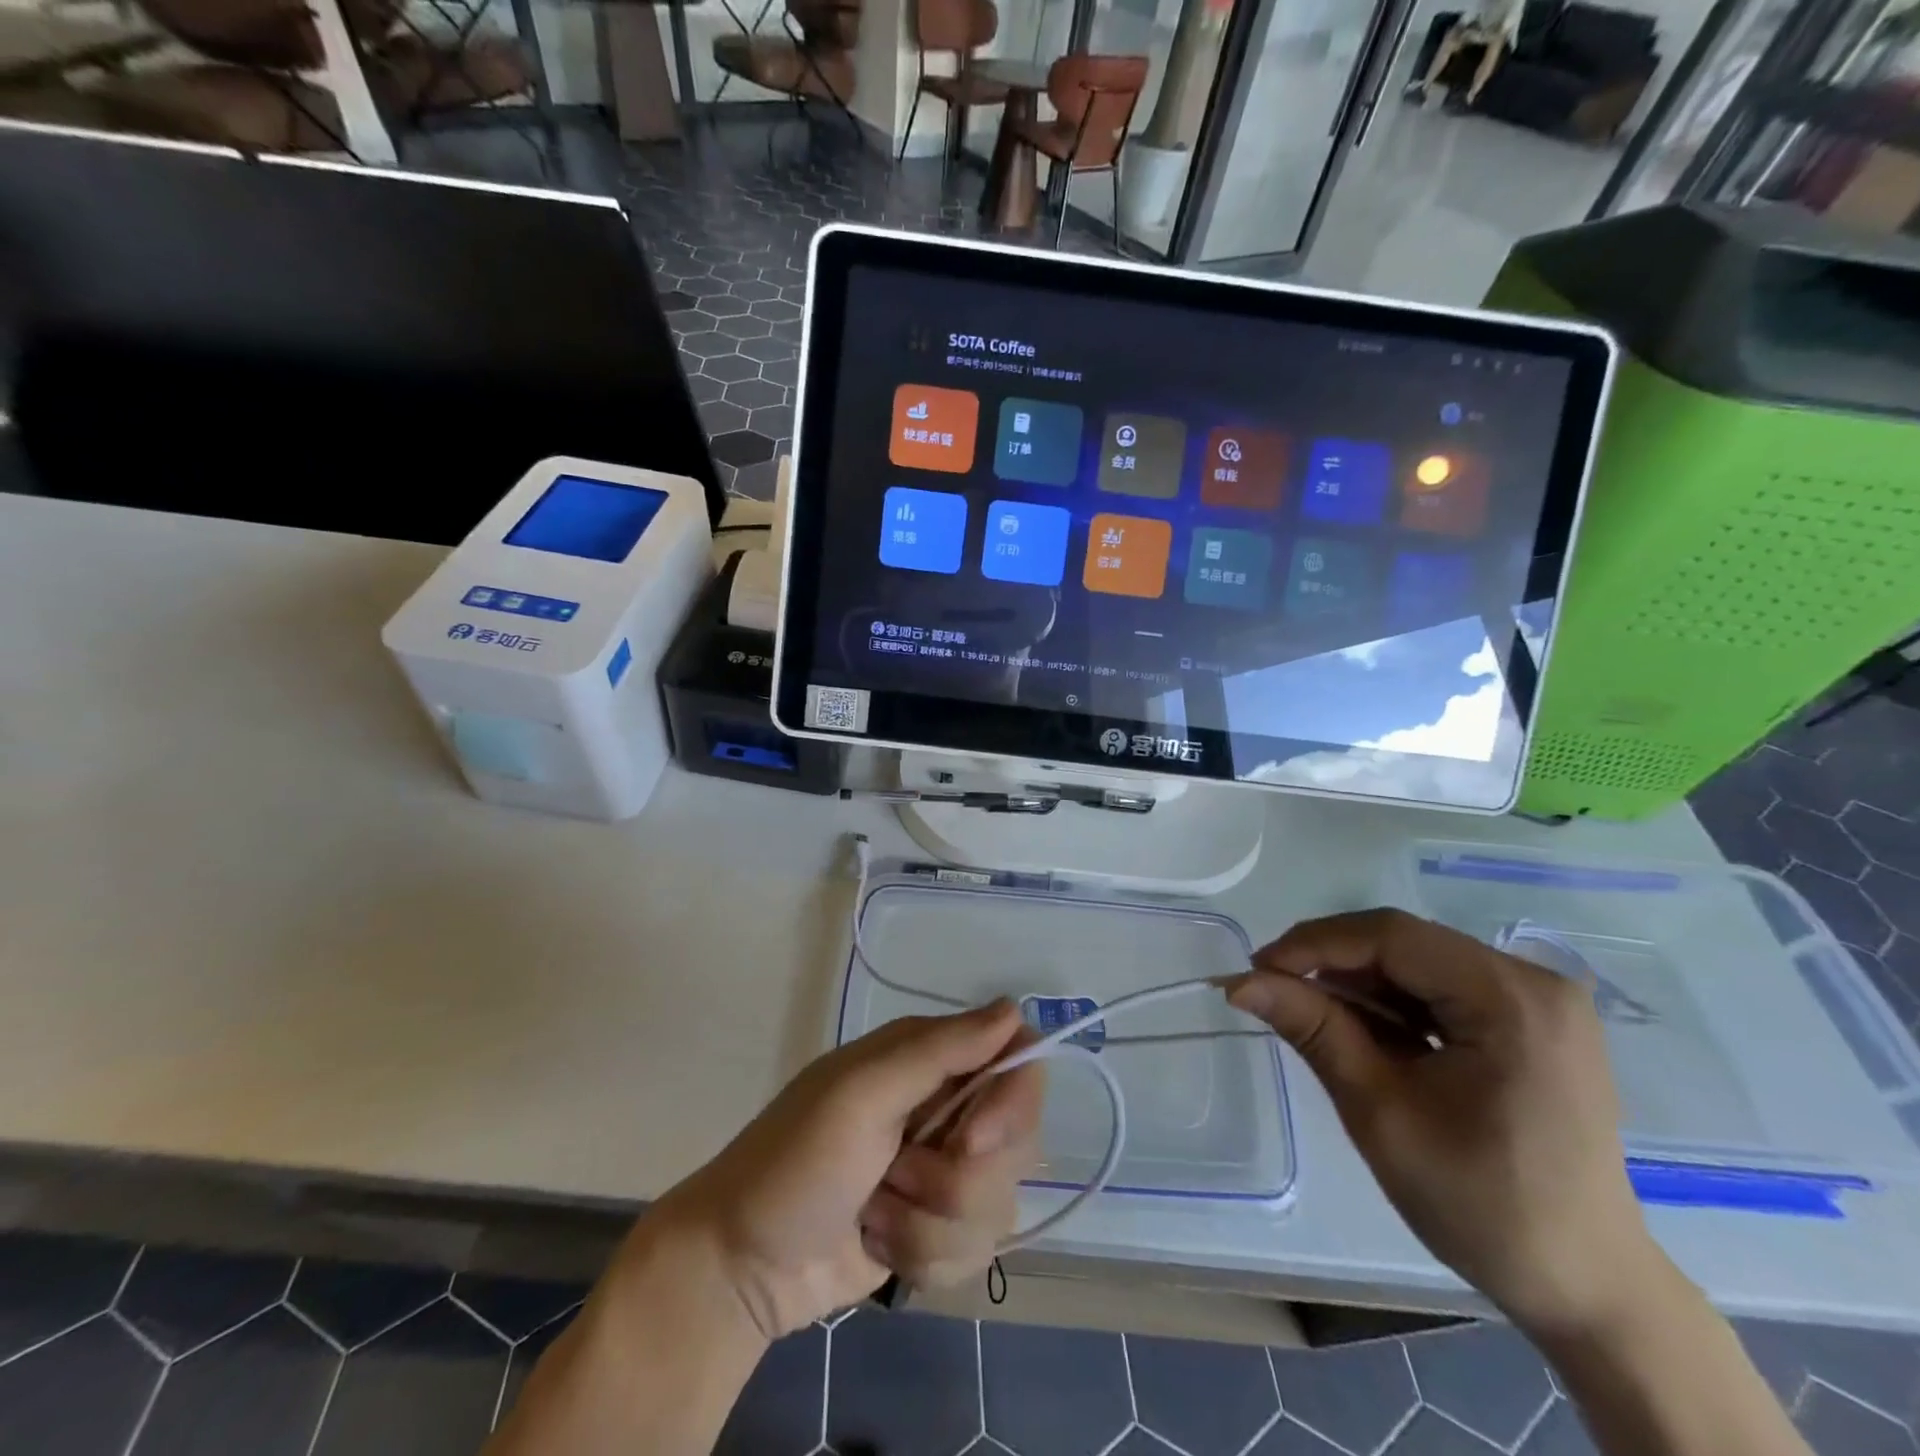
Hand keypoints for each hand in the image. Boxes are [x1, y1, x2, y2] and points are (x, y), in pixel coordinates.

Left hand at [639, 1002, 1043, 1340]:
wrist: (743, 1265)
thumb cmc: (795, 1162)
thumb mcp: (861, 1093)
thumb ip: (940, 1051)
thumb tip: (1014, 1010)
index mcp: (928, 1058)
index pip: (1019, 1058)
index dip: (1013, 1100)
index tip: (974, 1140)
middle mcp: (946, 1107)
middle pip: (1017, 1139)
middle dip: (958, 1177)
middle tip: (898, 1176)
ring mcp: (944, 1172)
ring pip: (997, 1203)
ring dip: (931, 1222)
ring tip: (876, 1213)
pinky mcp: (939, 1228)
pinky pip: (976, 1250)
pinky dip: (926, 1255)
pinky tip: (881, 1244)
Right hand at [1228, 909, 1660, 1337]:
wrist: (1586, 1288)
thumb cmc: (1483, 1205)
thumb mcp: (1380, 1111)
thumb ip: (1312, 1029)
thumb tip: (1239, 981)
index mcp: (1512, 999)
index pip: (1392, 936)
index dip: (1314, 943)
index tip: (1255, 970)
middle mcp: (1534, 982)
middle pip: (1406, 944)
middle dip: (1332, 962)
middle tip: (1271, 989)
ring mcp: (1537, 1001)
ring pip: (1418, 963)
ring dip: (1358, 983)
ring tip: (1306, 1013)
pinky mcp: (1530, 1022)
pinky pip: (1442, 988)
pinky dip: (1392, 1003)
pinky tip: (1359, 1029)